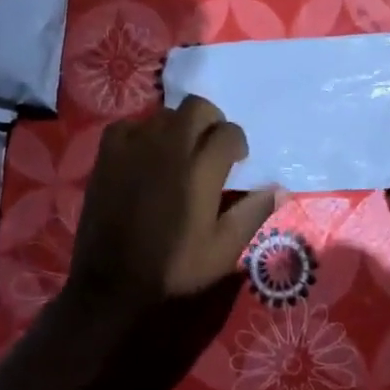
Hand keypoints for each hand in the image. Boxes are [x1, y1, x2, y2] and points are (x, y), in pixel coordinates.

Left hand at [66, 95, 281, 315]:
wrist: (112, 283)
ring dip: (178, 127)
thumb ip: (252, 213)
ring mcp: (135, 145)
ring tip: (178, 154)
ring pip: (165, 114)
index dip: (237, 144)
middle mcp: (170, 146)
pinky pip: (130, 124)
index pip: (229, 132)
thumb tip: (280, 189)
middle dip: (211, 122)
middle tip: (210, 148)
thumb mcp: (222, 250)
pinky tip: (144, 155)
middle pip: (198, 107)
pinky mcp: (108, 153)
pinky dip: (142, 133)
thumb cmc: (173, 268)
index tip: (236, 161)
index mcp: (201, 169)